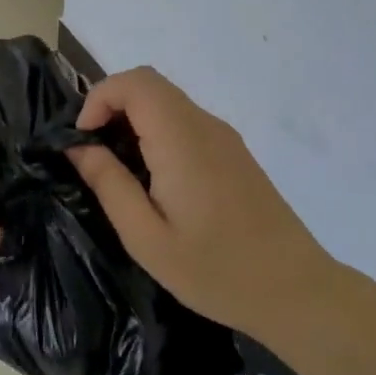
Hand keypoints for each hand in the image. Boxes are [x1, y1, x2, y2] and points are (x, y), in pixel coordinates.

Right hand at [68, 67, 333, 340]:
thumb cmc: (216, 271)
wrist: (297, 291)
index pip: (134, 83)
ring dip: (133, 118)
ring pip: (166, 100)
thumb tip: (78, 147)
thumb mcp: (147, 238)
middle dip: (111, 105)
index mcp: (181, 140)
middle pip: (148, 84)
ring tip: (119, 168)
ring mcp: (223, 136)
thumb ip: (109, 184)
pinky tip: (154, 177)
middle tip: (94, 152)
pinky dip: (156, 130)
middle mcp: (204, 125)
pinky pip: (184, 120)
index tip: (83, 140)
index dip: (98, 98)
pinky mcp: (233, 151)